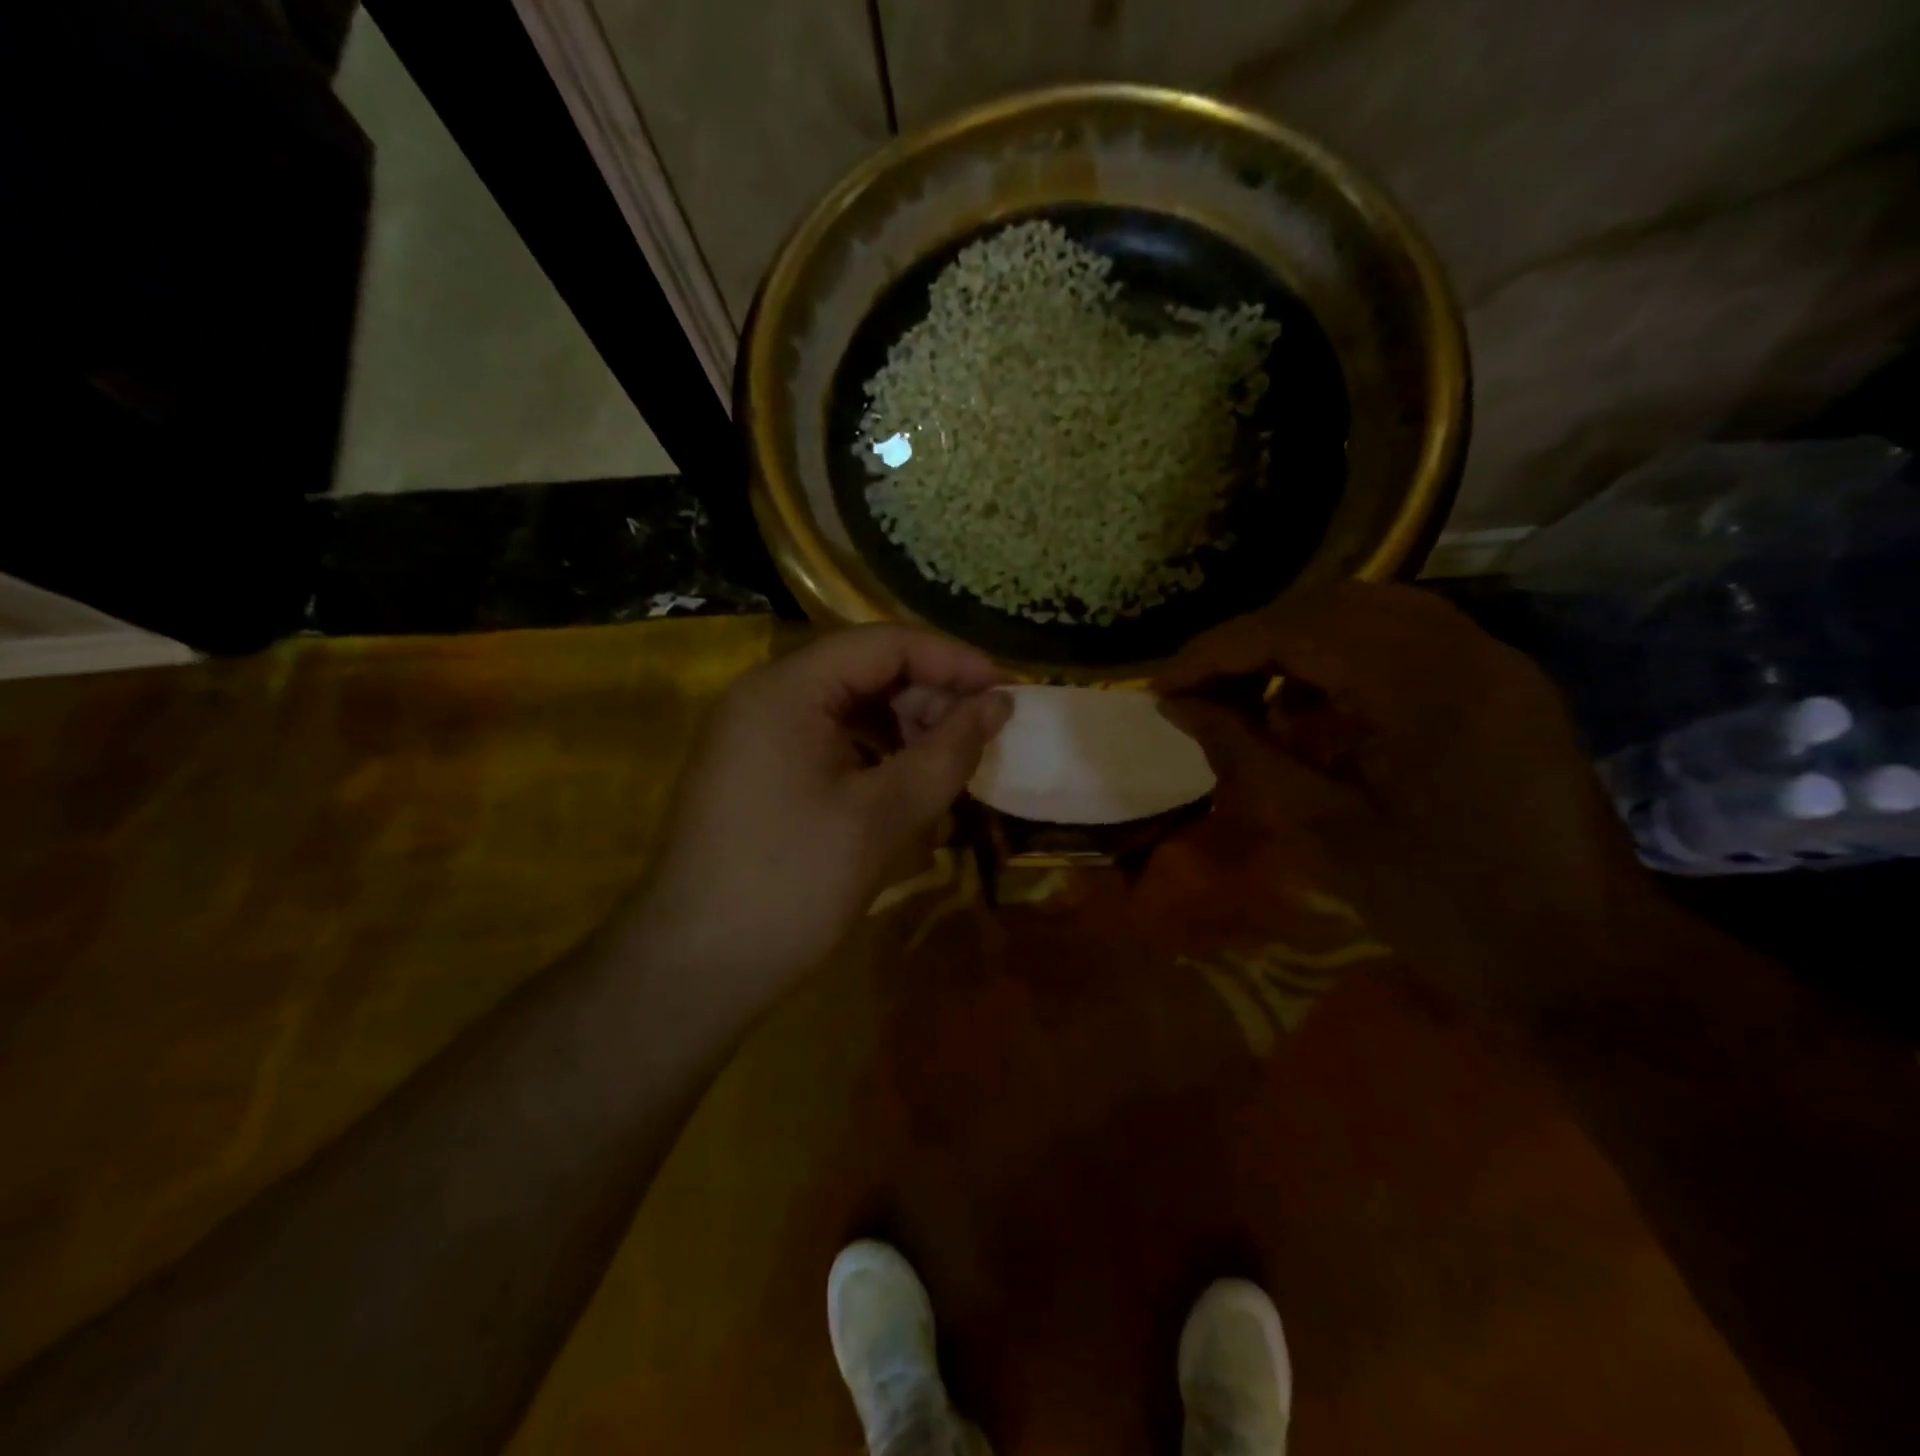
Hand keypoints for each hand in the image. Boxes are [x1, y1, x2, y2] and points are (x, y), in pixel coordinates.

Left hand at [631, 625, 1010, 994]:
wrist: (693, 969)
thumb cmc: (790, 884)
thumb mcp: (881, 817)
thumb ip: (947, 752)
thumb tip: (1000, 704)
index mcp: (787, 689)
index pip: (885, 643)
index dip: (953, 660)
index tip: (1006, 692)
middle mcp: (765, 694)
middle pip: (865, 669)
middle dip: (929, 696)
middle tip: (977, 741)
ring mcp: (755, 732)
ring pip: (848, 705)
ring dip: (904, 726)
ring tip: (944, 767)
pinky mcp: (757, 768)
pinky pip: (827, 738)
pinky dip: (873, 751)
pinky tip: (901, 785)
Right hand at [1155, 582, 1651, 1006]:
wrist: (1587, 966)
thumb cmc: (1446, 909)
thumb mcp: (1324, 833)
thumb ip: (1243, 754)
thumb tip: (1178, 706)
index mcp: (1424, 685)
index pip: (1294, 629)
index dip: (1216, 651)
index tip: (1161, 687)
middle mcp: (1467, 650)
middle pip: (1331, 604)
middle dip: (1252, 642)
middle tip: (1199, 691)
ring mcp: (1496, 663)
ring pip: (1371, 613)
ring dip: (1297, 645)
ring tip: (1248, 697)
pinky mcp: (1505, 687)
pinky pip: (1408, 642)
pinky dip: (1345, 661)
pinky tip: (1314, 711)